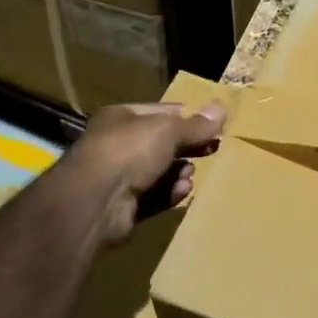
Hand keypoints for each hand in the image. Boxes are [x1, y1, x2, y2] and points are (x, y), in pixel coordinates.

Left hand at [63, 100, 226, 243]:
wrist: (95, 202)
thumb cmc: (130, 151)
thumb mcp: (168, 130)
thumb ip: (196, 124)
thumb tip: (222, 108)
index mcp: (122, 118)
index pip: (161, 112)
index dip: (187, 117)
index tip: (212, 125)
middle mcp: (117, 145)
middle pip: (160, 144)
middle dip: (186, 148)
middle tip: (212, 150)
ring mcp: (117, 178)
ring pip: (157, 172)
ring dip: (178, 173)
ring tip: (191, 174)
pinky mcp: (122, 208)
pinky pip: (153, 197)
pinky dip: (169, 194)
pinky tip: (182, 192)